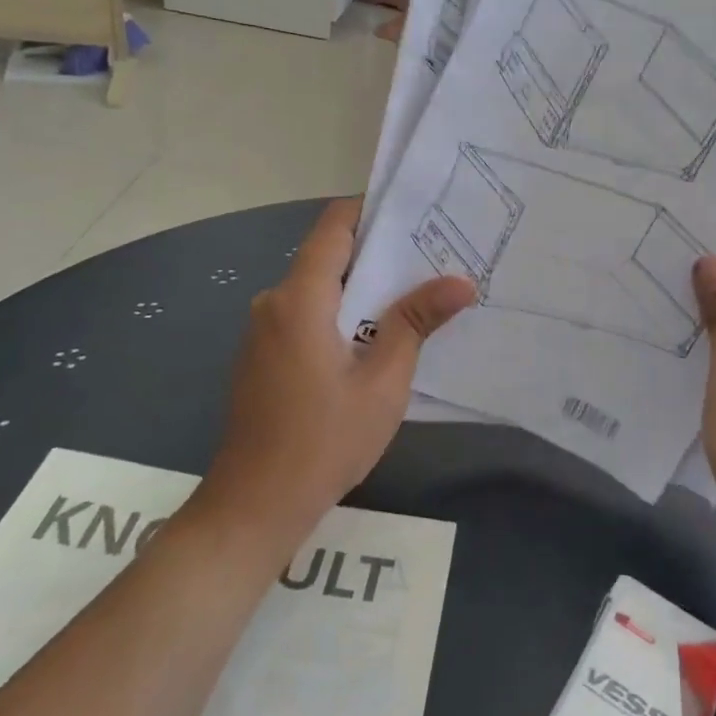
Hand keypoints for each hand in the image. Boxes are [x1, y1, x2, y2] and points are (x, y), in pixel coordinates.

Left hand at [203, 199, 475, 543]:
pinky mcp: (263, 356)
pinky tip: (375, 337)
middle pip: (329, 257)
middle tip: (434, 257)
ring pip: (319, 289)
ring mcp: (263, 331)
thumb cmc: (323, 442)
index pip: (334, 226)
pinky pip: (306, 316)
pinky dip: (341, 314)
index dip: (372, 210)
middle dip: (380, 254)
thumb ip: (416, 323)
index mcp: (299, 299)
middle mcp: (274, 303)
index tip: (417, 212)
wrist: (254, 506)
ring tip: (415, 295)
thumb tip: (460, 282)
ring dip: (362, 289)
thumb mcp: (382, 382)